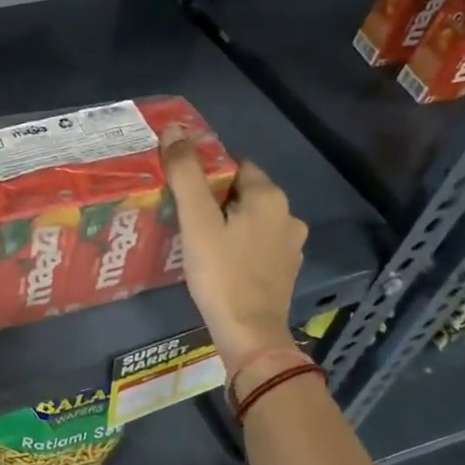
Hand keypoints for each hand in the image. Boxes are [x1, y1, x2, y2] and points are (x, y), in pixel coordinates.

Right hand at [161, 125, 306, 366]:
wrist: (250, 335)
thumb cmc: (221, 274)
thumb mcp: (196, 221)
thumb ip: (186, 174)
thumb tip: (174, 129)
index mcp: (269, 196)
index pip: (234, 166)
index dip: (206, 174)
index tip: (180, 191)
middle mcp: (288, 215)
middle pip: (243, 193)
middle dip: (215, 200)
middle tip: (182, 216)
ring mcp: (290, 245)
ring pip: (251, 221)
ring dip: (227, 224)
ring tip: (196, 240)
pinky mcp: (285, 271)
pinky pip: (257, 245)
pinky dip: (239, 246)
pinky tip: (219, 262)